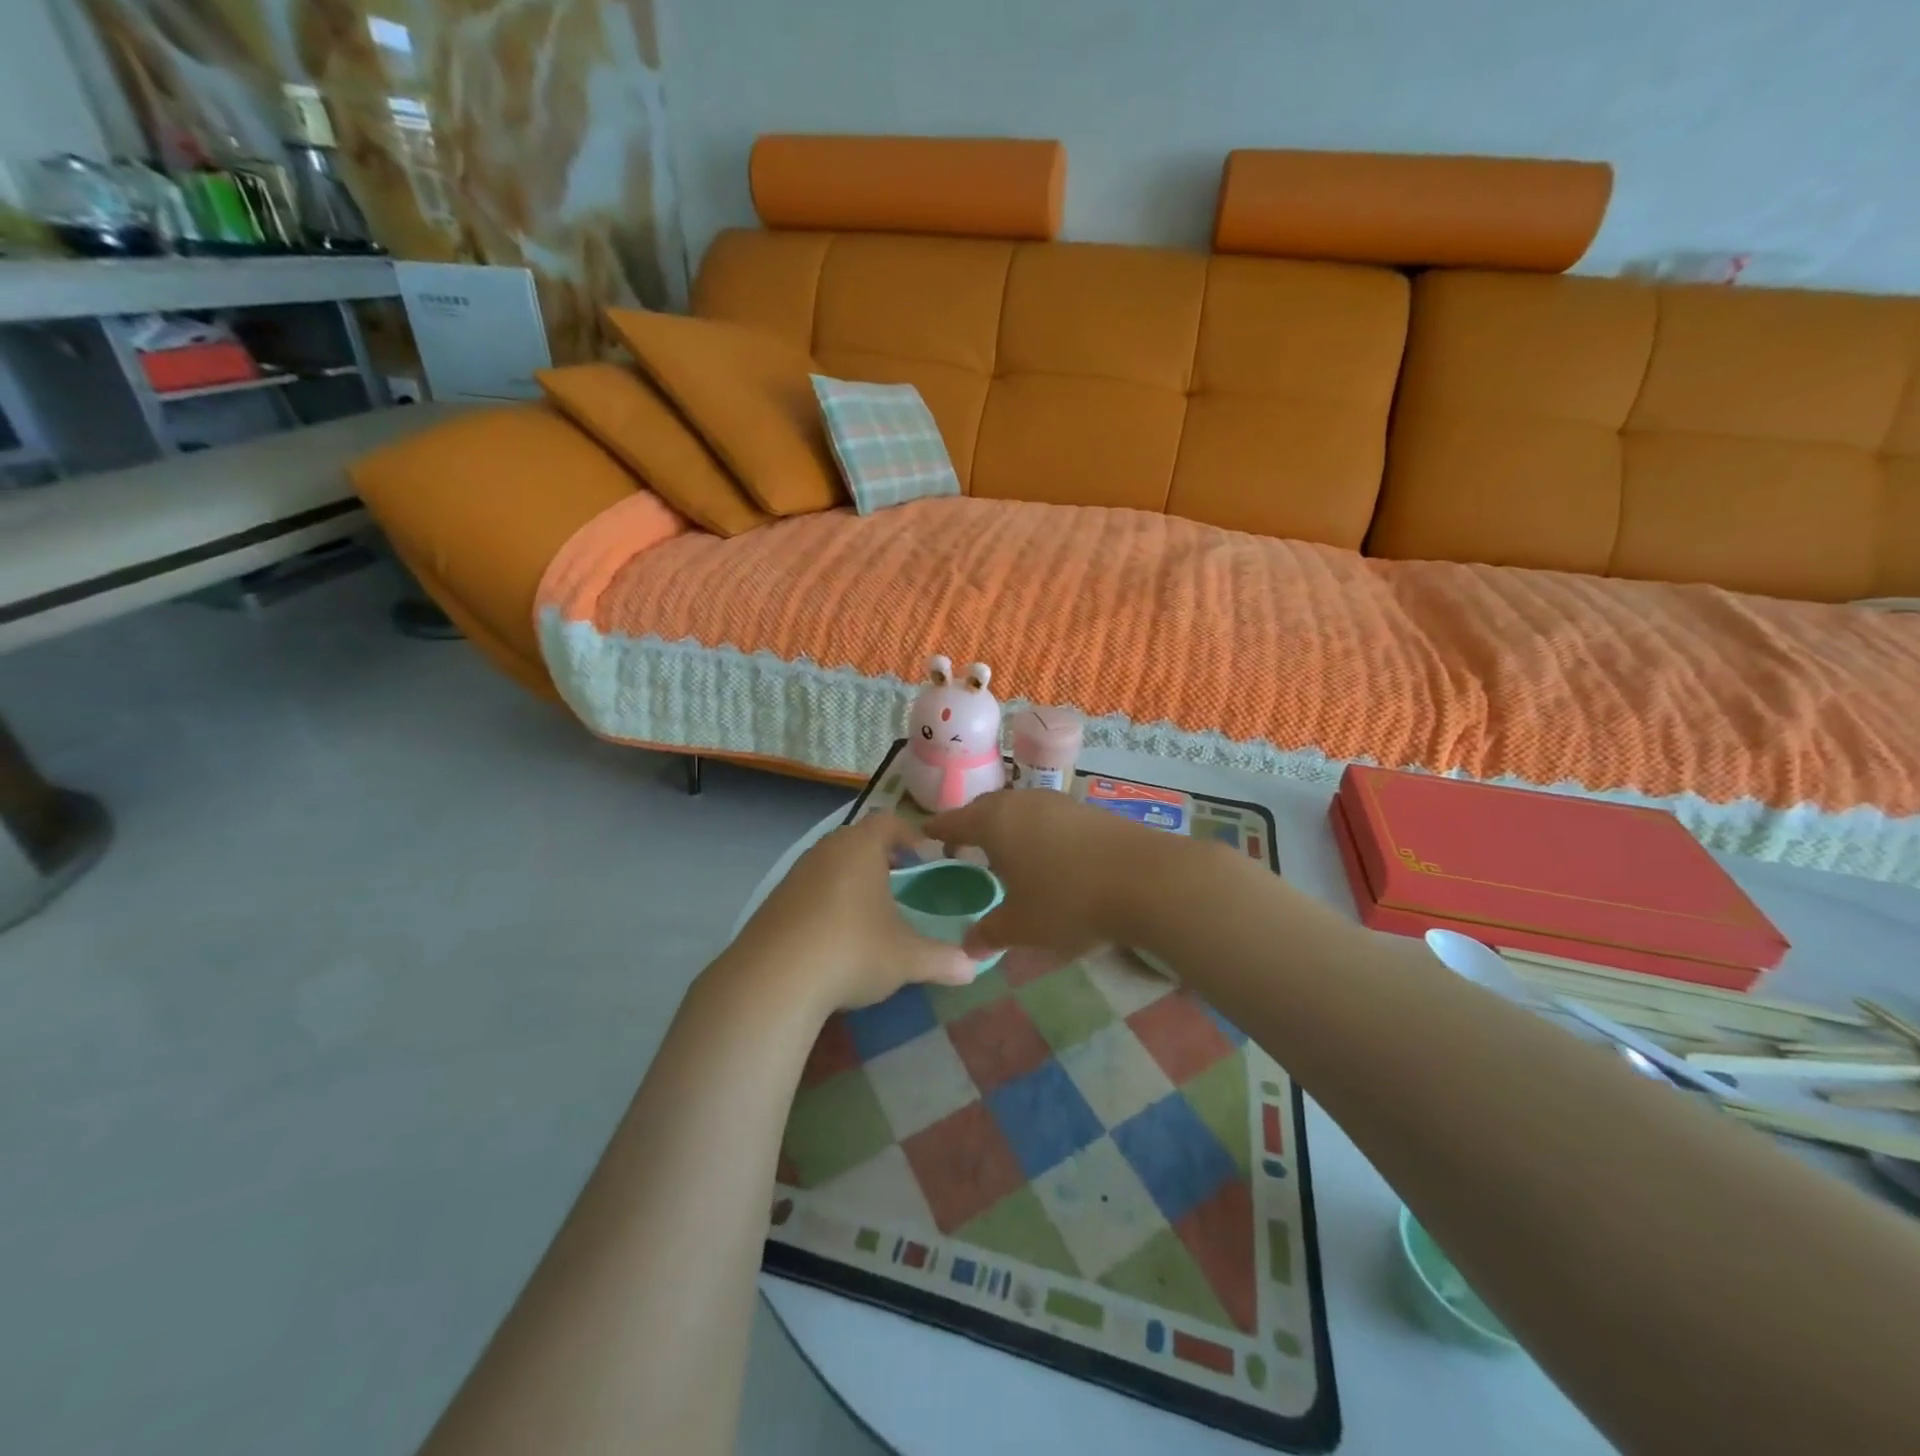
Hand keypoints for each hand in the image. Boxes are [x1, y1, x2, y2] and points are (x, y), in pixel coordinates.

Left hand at [729, 813, 977, 1015]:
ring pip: (832, 864)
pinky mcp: (774, 901)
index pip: (890, 822)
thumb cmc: (852, 951)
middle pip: (859, 839)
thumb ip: (943, 959)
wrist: (773, 980)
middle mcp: (827, 850)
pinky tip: (835, 935)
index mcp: (861, 847)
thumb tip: (974, 967)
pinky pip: (810, 889)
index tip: (928, 858)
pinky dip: (827, 901)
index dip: (912, 836)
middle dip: (883, 858)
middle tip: (903, 883)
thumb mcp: (907, 958)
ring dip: (853, 879)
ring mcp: (796, 874)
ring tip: (871, 911)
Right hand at [924, 790, 1155, 960]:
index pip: (954, 821)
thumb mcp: (1021, 927)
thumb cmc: (1067, 900)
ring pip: (1020, 810)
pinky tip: (1046, 856)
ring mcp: (1058, 802)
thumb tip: (968, 945)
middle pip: (987, 809)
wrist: (1145, 879)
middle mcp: (1022, 802)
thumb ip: (989, 933)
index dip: (937, 830)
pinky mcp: (1088, 810)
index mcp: (995, 822)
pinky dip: (1036, 832)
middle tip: (963, 848)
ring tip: (1005, 854)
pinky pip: (1047, 817)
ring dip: (1008, 828)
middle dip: (972, 826)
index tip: (924, 835)